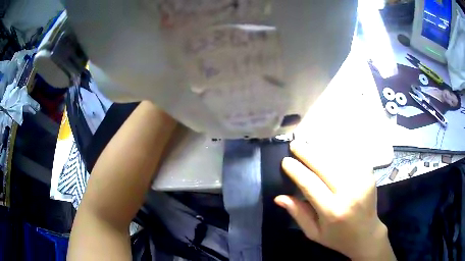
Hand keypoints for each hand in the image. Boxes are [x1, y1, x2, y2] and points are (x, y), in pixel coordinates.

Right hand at [275, 141, 395, 260]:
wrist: (367, 234)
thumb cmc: (337, 237)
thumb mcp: (313, 232)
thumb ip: (298, 213)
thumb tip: (279, 197)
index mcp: (332, 211)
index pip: (310, 184)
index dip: (296, 170)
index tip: (285, 161)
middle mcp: (348, 193)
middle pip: (324, 165)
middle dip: (307, 152)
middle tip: (294, 144)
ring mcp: (361, 180)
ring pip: (338, 157)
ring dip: (321, 149)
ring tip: (309, 144)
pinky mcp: (369, 174)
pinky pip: (351, 156)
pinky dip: (338, 150)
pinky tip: (329, 148)